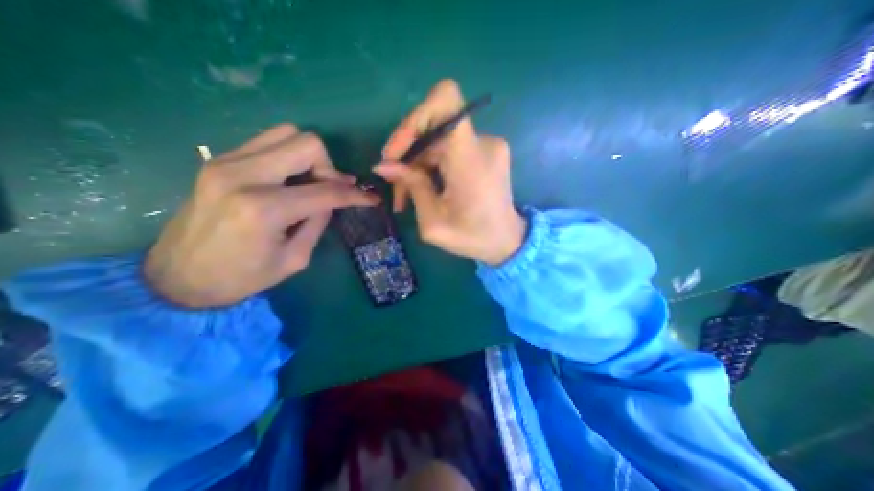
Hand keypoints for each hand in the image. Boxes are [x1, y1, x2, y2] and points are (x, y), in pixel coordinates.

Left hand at [146, 123, 379, 307]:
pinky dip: (289, 156)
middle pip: (307, 144)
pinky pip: (267, 142)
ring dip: (309, 157)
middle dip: (330, 168)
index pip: (326, 191)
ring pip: (286, 134)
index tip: (372, 199)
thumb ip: (318, 222)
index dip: (355, 195)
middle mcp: (244, 175)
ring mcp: (226, 162)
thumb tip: (332, 200)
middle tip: (333, 189)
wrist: (177, 278)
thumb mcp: (295, 258)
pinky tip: (290, 178)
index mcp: (264, 209)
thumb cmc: (242, 278)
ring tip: (312, 182)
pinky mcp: (218, 160)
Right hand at [372, 78, 521, 263]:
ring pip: (437, 139)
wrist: (507, 241)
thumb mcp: (433, 222)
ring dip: (417, 163)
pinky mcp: (487, 150)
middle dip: (407, 154)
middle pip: (432, 126)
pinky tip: (427, 187)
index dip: (414, 117)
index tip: (397, 152)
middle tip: (396, 186)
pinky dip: (432, 164)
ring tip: (408, 195)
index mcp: (471, 159)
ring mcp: (487, 144)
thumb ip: (411, 187)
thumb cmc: (472, 238)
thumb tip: (384, 165)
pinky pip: (449, 147)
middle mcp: (483, 142)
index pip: (446, 100)